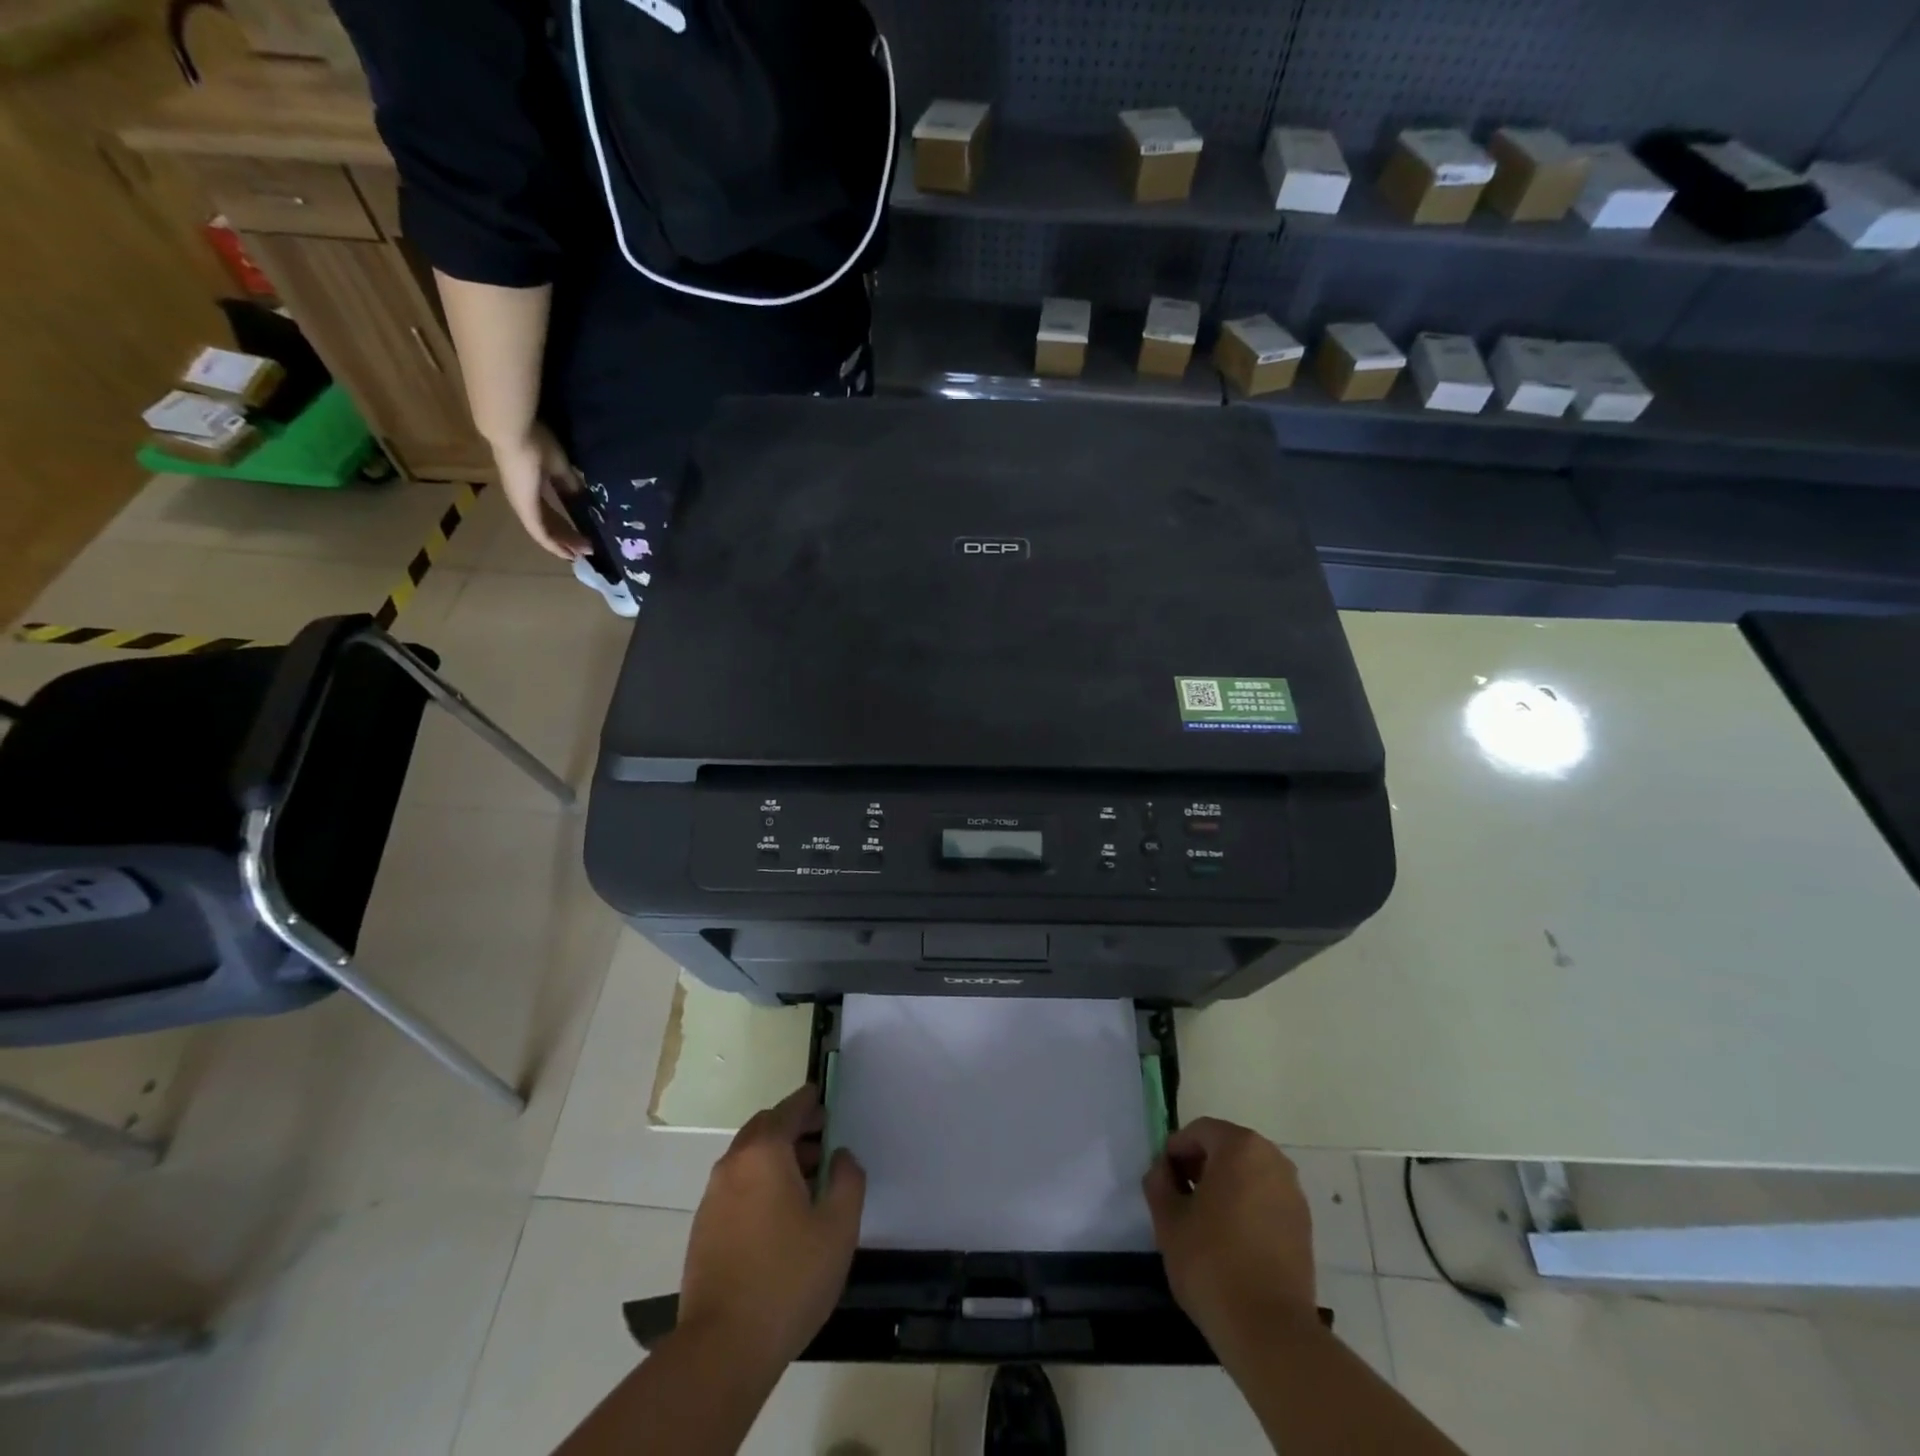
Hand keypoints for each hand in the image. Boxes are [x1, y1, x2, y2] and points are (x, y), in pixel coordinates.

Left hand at [490, 422, 588, 559]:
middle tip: (587, 549)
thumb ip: (570, 484)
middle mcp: (526, 500)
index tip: (584, 536)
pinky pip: (540, 533)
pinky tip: (567, 554)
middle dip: (568, 538)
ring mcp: (524, 506)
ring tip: (579, 555)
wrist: (516, 434)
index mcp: (532, 488)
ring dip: (562, 545)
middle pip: (549, 525)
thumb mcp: (560, 467)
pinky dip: (553, 545)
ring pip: (544, 532)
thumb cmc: (537, 443)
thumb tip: (583, 498)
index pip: (551, 512)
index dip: (567, 525)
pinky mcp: (525, 509)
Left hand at [678, 1085, 865, 1370]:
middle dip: (794, 1128)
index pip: (789, 1109)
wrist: (722, 1349)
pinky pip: (737, 1185)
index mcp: (764, 1153)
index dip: (810, 1102)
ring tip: (809, 1182)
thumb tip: (840, 1156)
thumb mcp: (838, 1227)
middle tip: (823, 1141)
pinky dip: (760, 1182)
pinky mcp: (704, 1228)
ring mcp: (713, 1197)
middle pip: (765, 1128)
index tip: (826, 1100)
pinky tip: (781, 1215)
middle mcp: (733, 1164)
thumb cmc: (788, 1279)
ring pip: (749, 1158)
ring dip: (777, 1157)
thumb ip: (848, 1179)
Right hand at [1143, 1117, 1319, 1357]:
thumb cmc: (1212, 1264)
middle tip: (1180, 1198)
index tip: (1162, 1181)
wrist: (1271, 1332)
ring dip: (1224, 1187)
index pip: (1199, 1132)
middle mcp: (1273, 1160)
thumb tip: (1163, 1171)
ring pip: (1248, 1175)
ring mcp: (1293, 1194)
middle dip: (1200, 1166)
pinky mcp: (1304, 1227)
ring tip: (1204, 1222)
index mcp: (1240, 1147)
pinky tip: (1231, 1241)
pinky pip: (1266, 1200)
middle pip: (1227, 1148)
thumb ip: (1159, 1182)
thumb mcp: (1168, 1220)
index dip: (1175, 1151)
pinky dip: (1246, 1208)